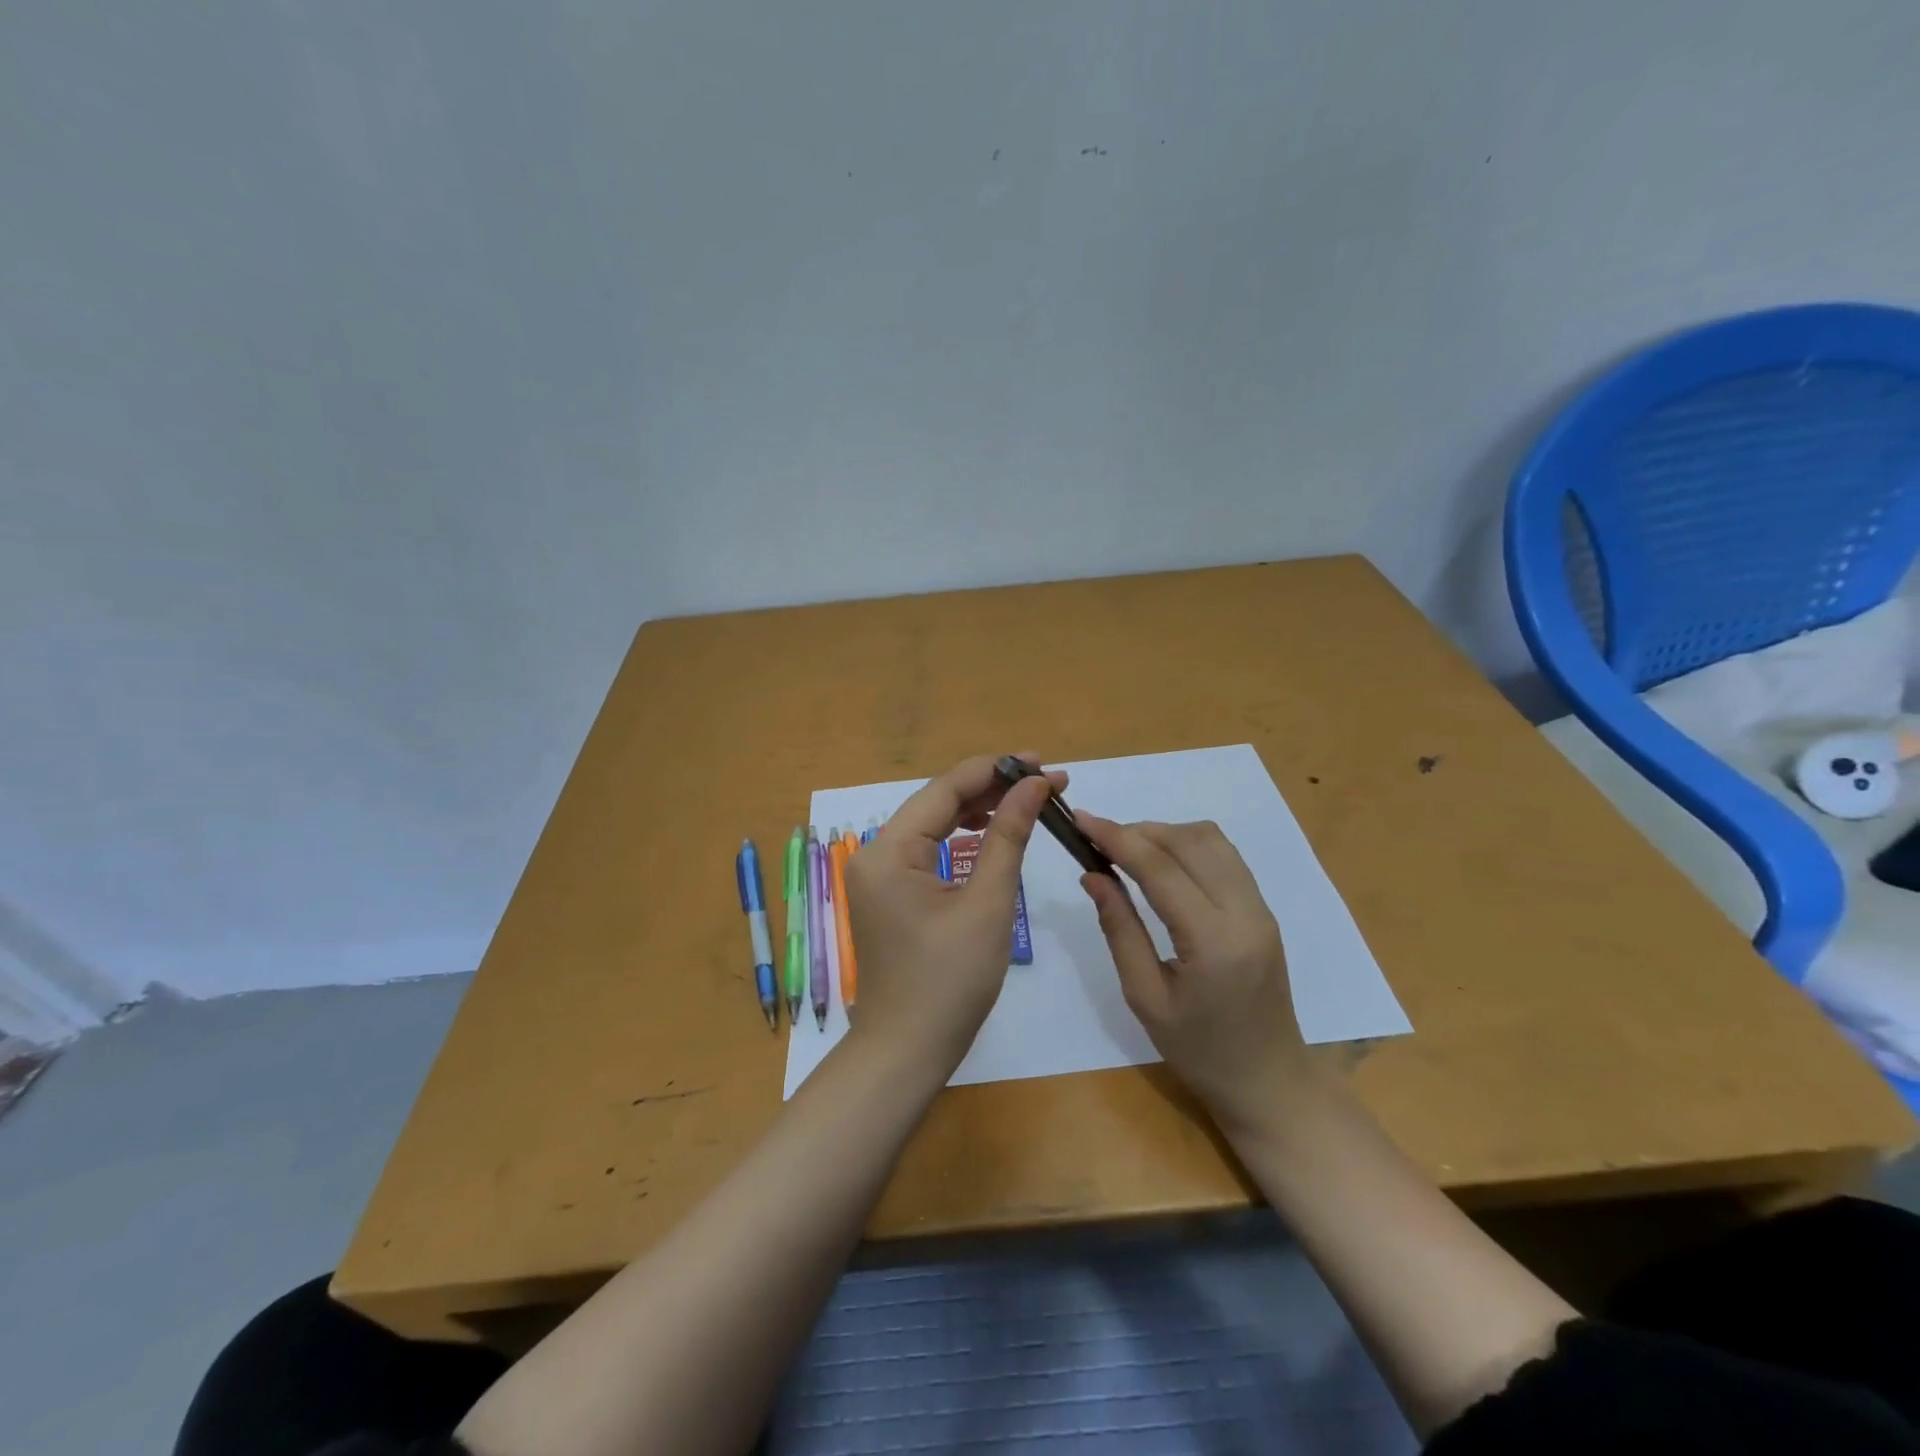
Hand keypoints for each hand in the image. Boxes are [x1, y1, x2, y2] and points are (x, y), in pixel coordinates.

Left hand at [842, 753, 1062, 1073]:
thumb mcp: (988, 904)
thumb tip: (1034, 785)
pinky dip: (960, 837)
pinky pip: (927, 850)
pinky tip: (990, 831)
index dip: (995, 769)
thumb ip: (1009, 837)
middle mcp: (875, 853)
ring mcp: (878, 874)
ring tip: (1026, 800)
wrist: (907, 1051)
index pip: (945, 789)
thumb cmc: (950, 982)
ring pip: (933, 824)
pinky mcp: (889, 892)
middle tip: (1045, 782)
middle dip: (991, 788)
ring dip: (978, 810)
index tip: (1041, 762)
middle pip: (937, 802)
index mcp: (889, 851)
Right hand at [1077, 815, 1308, 1132]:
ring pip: (1211, 839)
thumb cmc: (1198, 1051)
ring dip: (1165, 833)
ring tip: (1127, 850)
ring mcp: (1260, 908)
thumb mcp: (1145, 997)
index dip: (1117, 837)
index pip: (1160, 868)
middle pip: (1188, 841)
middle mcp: (1245, 913)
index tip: (1081, 819)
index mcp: (1213, 942)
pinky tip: (1162, 862)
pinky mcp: (1263, 909)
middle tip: (1098, 840)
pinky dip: (1188, 845)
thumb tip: (1092, 875)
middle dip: (1138, 831)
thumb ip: (1119, 929)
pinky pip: (1225, 855)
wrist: (1268, 1079)